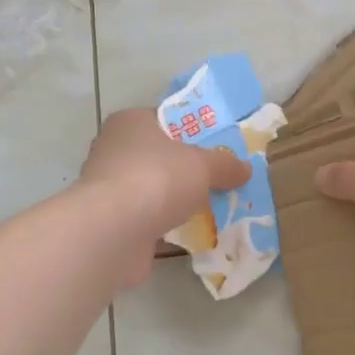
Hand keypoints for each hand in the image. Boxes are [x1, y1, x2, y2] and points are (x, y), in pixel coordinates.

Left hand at [77, 107, 251, 285]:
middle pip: (158, 156)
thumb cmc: (157, 179)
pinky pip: (145, 219)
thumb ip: (225, 164)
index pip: (164, 120)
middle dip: (185, 169)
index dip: (191, 131)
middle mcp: (113, 150)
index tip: (216, 147)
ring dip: (173, 200)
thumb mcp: (203, 164)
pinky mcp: (109, 222)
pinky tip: (188, 234)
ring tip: (209, 209)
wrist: (113, 232)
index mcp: (130, 123)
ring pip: (151, 189)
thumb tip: (245, 169)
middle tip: (217, 179)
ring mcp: (108, 188)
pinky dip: (163, 225)